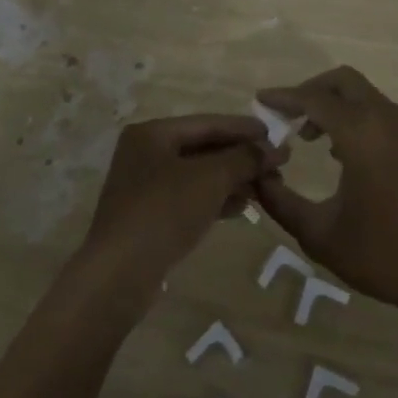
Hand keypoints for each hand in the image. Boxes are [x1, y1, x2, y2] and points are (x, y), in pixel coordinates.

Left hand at [80, 114, 280, 290]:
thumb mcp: (210, 179)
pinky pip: (190, 198)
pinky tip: (243, 207)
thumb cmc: (164, 212)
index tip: (276, 135)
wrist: (120, 274)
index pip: (207, 122)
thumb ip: (244, 159)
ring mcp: (145, 186)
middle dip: (241, 157)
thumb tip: (276, 148)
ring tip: (267, 188)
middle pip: (202, 148)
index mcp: (152, 133)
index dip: (244, 128)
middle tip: (278, 166)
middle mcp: (145, 153)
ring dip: (233, 179)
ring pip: (198, 175)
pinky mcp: (149, 216)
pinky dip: (216, 199)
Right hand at [254, 66, 397, 325]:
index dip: (283, 97)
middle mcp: (385, 119)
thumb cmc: (385, 255)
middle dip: (310, 91)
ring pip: (363, 94)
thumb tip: (257, 177)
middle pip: (342, 81)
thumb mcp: (321, 235)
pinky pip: (378, 112)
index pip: (313, 98)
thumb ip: (280, 203)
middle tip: (285, 116)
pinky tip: (339, 153)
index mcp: (361, 133)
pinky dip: (354, 116)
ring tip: (307, 137)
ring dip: (333, 104)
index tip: (259, 100)